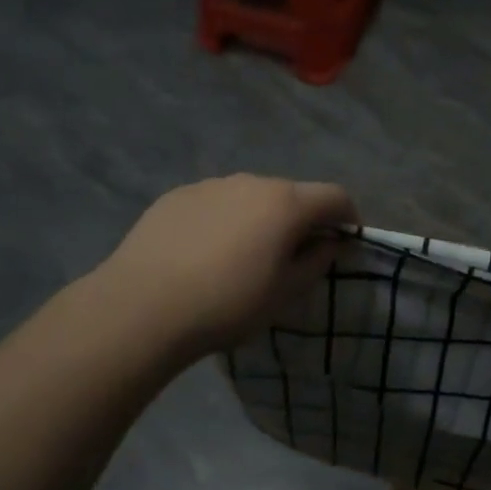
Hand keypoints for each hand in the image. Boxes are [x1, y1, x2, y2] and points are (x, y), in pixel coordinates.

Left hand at [96, 175, 357, 359]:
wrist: (142, 307)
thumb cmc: (228, 304)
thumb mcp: (284, 293)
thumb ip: (316, 262)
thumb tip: (330, 243)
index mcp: (286, 203)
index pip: (335, 196)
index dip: (348, 218)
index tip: (345, 244)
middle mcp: (251, 182)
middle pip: (291, 194)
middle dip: (301, 220)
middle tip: (292, 257)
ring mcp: (210, 185)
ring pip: (249, 197)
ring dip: (259, 219)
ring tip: (242, 258)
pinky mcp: (176, 196)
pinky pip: (215, 203)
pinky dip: (223, 220)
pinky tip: (203, 254)